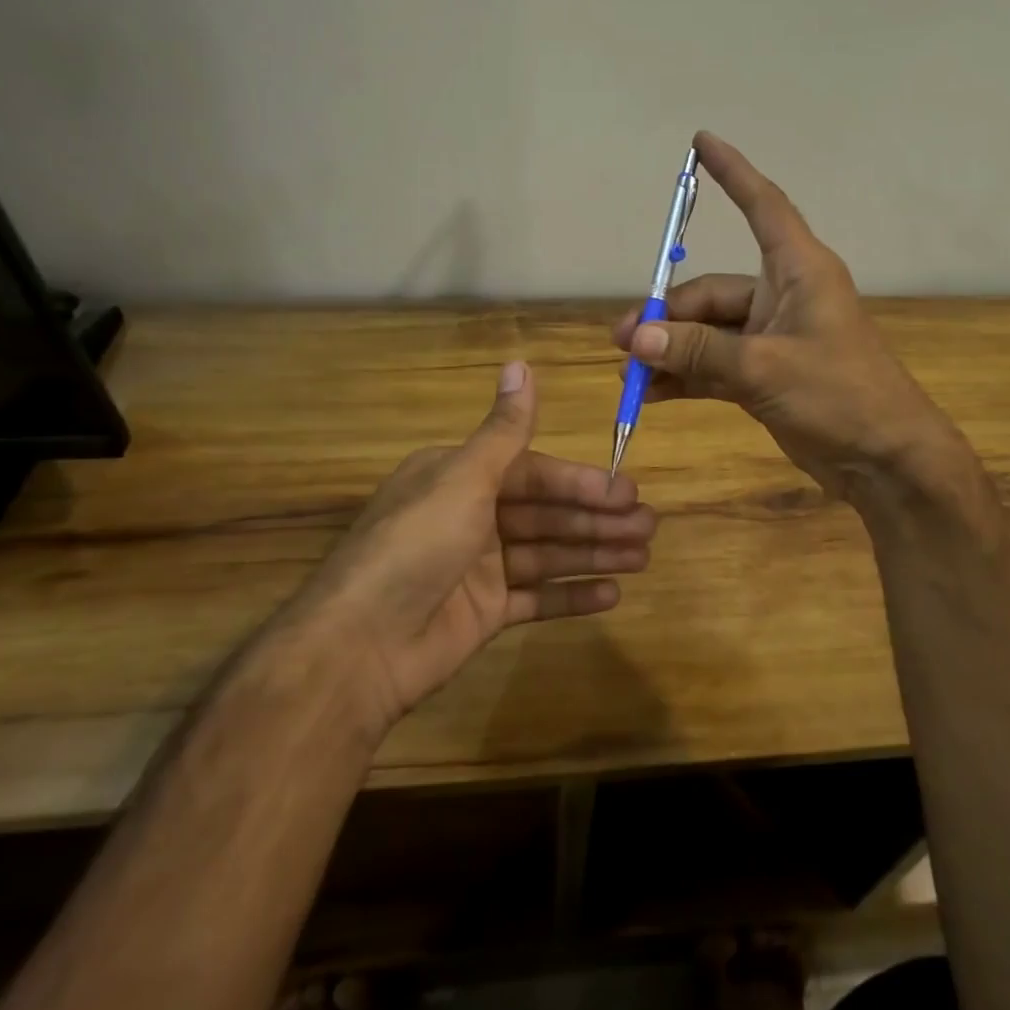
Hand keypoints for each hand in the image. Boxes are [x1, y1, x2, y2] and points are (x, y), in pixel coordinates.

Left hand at [272, 360, 654, 742]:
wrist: (360, 646)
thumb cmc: (415, 546)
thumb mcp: (462, 479)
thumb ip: (503, 430)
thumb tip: (520, 363)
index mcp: (459, 478)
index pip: (533, 473)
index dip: (580, 482)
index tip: (626, 491)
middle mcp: (470, 516)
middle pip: (546, 513)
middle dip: (597, 519)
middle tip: (649, 527)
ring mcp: (478, 568)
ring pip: (548, 553)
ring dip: (594, 553)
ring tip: (643, 557)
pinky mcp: (484, 613)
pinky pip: (536, 599)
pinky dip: (571, 595)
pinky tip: (612, 593)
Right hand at [611, 130, 963, 501]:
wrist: (886, 461)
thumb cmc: (840, 396)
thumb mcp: (765, 368)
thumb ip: (699, 352)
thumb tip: (638, 339)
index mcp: (799, 271)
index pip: (763, 206)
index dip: (732, 173)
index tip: (701, 142)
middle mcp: (783, 296)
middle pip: (712, 291)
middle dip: (668, 316)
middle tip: (625, 342)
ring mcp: (773, 338)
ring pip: (708, 332)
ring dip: (671, 350)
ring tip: (630, 372)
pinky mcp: (766, 374)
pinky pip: (714, 365)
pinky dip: (686, 375)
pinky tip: (653, 392)